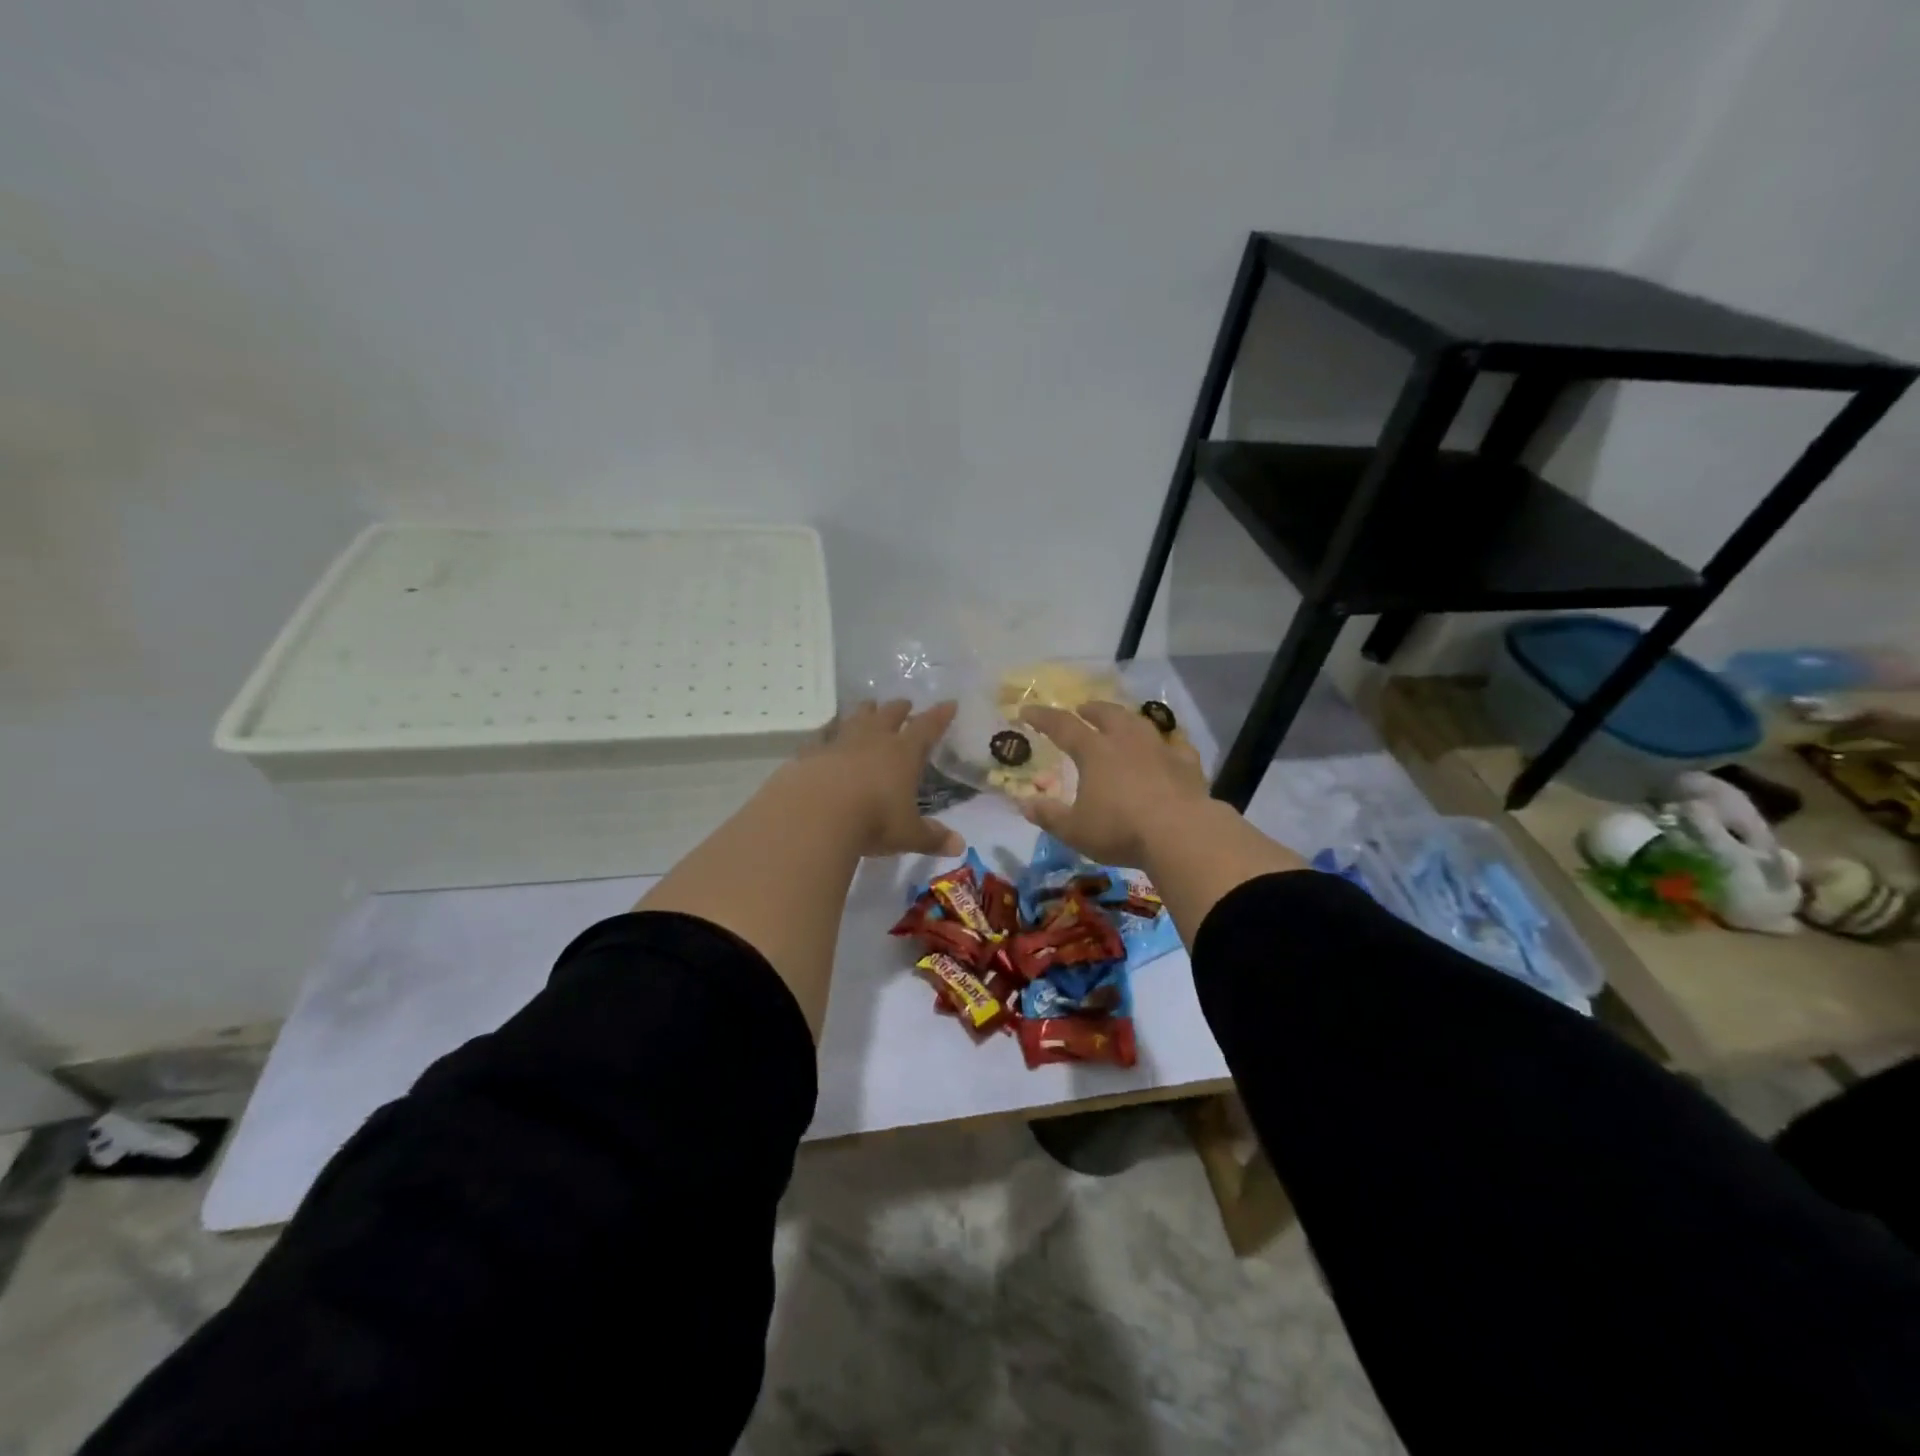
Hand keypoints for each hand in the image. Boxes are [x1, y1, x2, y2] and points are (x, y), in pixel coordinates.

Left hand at [793, 699, 963, 858]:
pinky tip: (827, 731)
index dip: (940, 716)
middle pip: (889, 715)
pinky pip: (823, 734)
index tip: (949, 704)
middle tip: (905, 703)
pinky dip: (829, 730)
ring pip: (856, 717)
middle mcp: (873, 739)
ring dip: (865, 711)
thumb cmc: (872, 821)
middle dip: (900, 708)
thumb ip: (932, 837)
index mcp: (903, 754)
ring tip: (869, 706)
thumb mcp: (907, 834)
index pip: (927, 727)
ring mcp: (840, 742)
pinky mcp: (811, 752)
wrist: (816, 813)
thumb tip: (959, 846)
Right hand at [1019, 701, 1210, 864]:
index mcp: (1095, 752)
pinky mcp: (1187, 764)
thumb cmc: (1120, 830)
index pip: (1062, 726)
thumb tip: (1023, 802)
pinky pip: (1175, 745)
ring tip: (1121, 721)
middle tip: (1082, 709)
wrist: (1182, 834)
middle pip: (1106, 714)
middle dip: (1091, 710)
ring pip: (1140, 723)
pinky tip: (1168, 747)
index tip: (1027, 710)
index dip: (1043, 717)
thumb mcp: (1075, 830)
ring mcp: (1160, 749)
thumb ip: (1048, 815)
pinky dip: (1167, 743)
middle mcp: (1126, 741)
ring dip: (1126, 718)